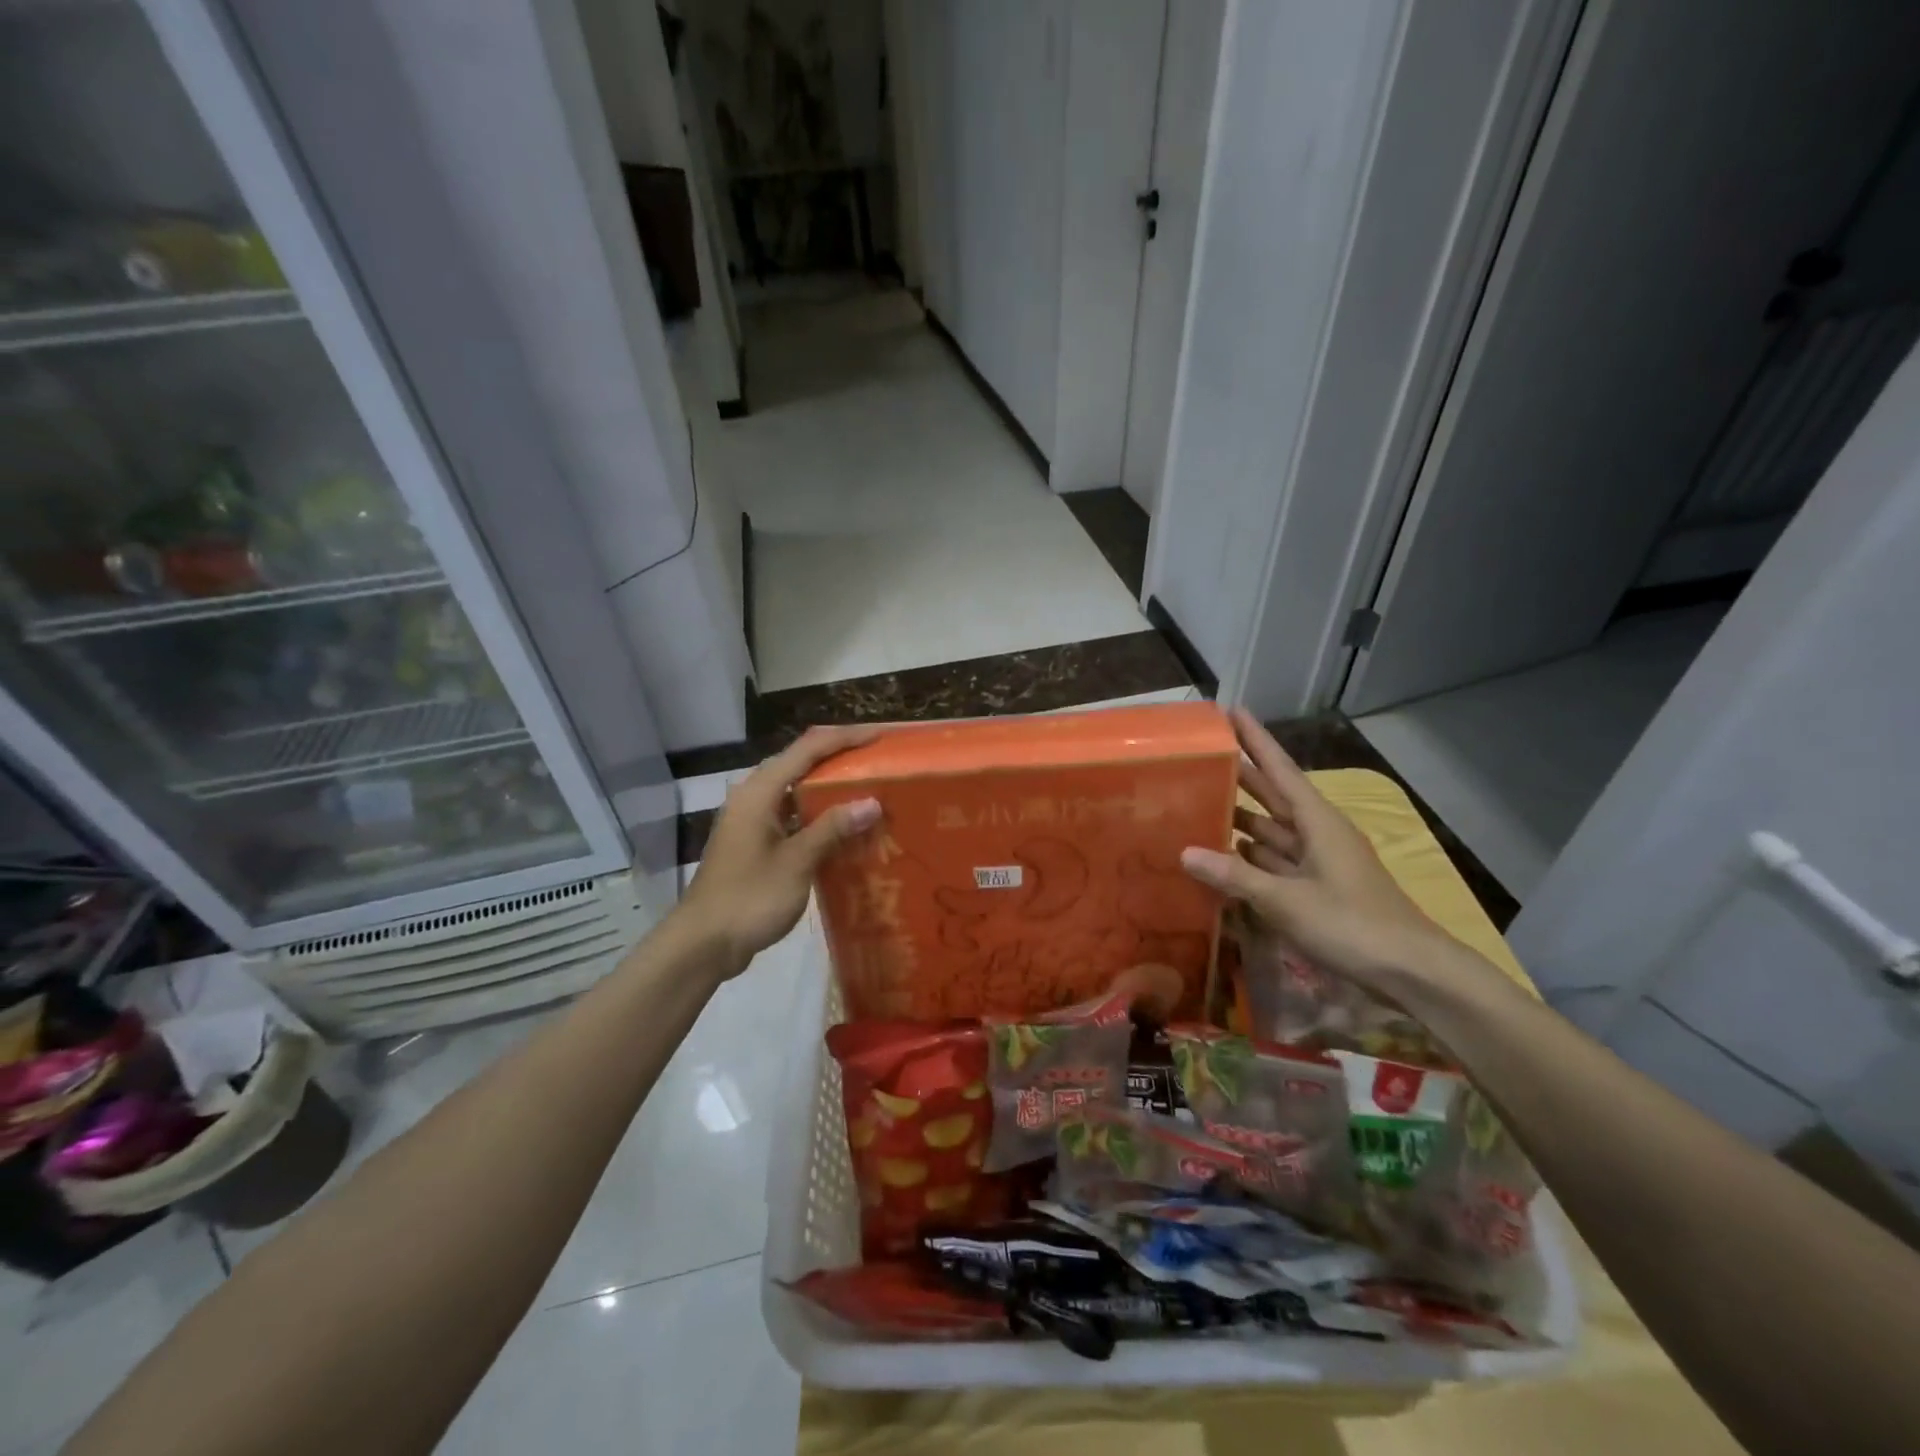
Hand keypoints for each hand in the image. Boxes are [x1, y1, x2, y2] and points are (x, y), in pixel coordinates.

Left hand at [676, 725, 883, 976]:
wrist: (703, 944)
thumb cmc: (749, 898)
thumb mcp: (797, 862)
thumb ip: (833, 828)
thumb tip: (871, 802)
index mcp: (759, 792)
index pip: (807, 749)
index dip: (844, 738)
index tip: (880, 736)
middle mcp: (752, 797)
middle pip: (799, 763)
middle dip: (838, 758)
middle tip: (878, 762)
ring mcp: (750, 821)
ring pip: (794, 791)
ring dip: (828, 788)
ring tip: (867, 790)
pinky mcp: (753, 844)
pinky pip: (790, 816)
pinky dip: (817, 815)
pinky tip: (842, 829)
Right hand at [1180, 708, 1451, 990]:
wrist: (1413, 973)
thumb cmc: (1352, 926)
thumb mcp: (1287, 901)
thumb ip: (1236, 876)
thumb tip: (1185, 852)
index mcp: (1318, 822)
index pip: (1281, 769)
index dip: (1256, 740)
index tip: (1232, 711)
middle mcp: (1318, 834)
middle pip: (1274, 796)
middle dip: (1242, 775)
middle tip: (1203, 756)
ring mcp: (1319, 863)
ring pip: (1273, 831)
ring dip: (1241, 819)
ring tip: (1200, 804)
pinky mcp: (1318, 889)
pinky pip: (1276, 862)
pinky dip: (1250, 857)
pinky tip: (1224, 857)